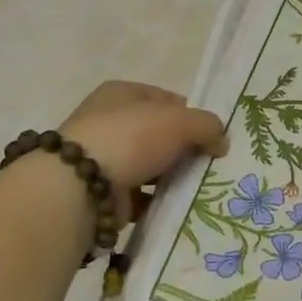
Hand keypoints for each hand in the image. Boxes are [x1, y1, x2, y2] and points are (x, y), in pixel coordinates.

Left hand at [58, 81, 225, 222]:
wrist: (81, 187)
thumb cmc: (131, 138)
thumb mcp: (180, 121)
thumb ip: (208, 125)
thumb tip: (220, 141)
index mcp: (122, 93)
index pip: (167, 100)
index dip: (192, 116)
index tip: (211, 137)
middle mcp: (109, 121)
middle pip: (159, 134)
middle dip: (183, 149)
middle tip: (209, 164)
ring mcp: (104, 157)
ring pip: (151, 165)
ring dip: (171, 176)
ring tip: (197, 188)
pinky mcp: (103, 191)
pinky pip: (141, 194)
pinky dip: (157, 200)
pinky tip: (175, 206)